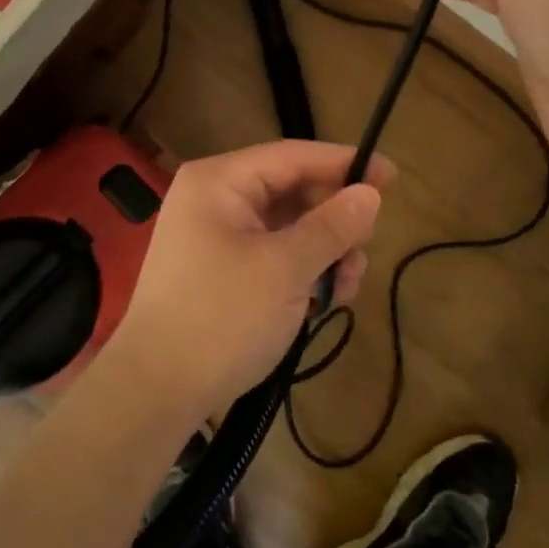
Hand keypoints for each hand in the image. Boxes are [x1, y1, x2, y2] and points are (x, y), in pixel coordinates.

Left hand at [109, 141, 393, 424]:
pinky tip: (324, 300)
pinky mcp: (219, 270)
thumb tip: (370, 194)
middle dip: (334, 221)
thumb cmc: (221, 317)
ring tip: (346, 287)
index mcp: (219, 182)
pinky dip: (301, 271)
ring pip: (286, 227)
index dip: (345, 163)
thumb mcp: (285, 269)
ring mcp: (214, 235)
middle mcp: (214, 198)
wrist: (155, 391)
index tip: (393, 177)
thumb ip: (331, 227)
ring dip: (323, 252)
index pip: (292, 156)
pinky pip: (271, 254)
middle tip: (364, 249)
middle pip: (291, 192)